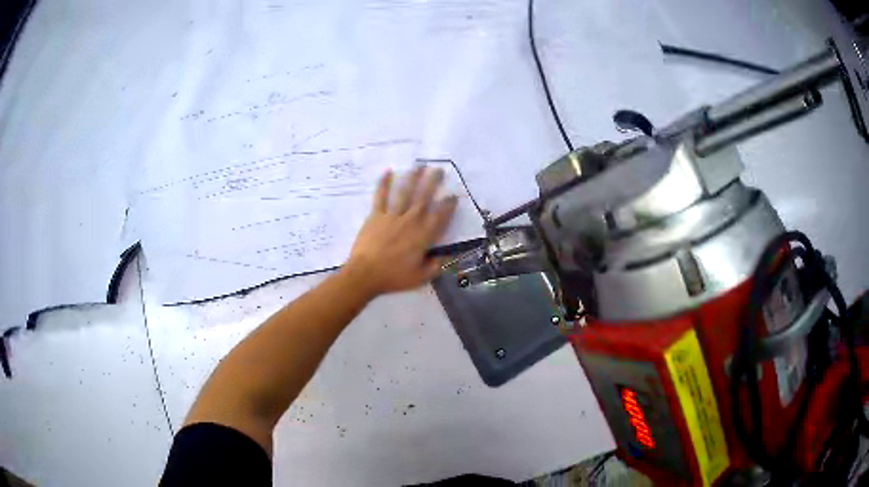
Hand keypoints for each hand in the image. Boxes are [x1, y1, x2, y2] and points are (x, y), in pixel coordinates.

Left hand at [343, 166, 456, 296]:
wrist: (365, 274)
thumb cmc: (394, 277)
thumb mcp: (421, 277)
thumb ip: (437, 265)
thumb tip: (449, 256)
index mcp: (423, 235)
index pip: (440, 216)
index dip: (448, 205)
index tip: (453, 195)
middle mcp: (410, 221)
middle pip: (424, 198)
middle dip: (432, 182)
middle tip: (439, 170)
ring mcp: (392, 216)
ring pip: (405, 192)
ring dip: (413, 178)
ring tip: (419, 165)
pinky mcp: (376, 215)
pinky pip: (381, 196)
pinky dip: (384, 183)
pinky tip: (388, 172)